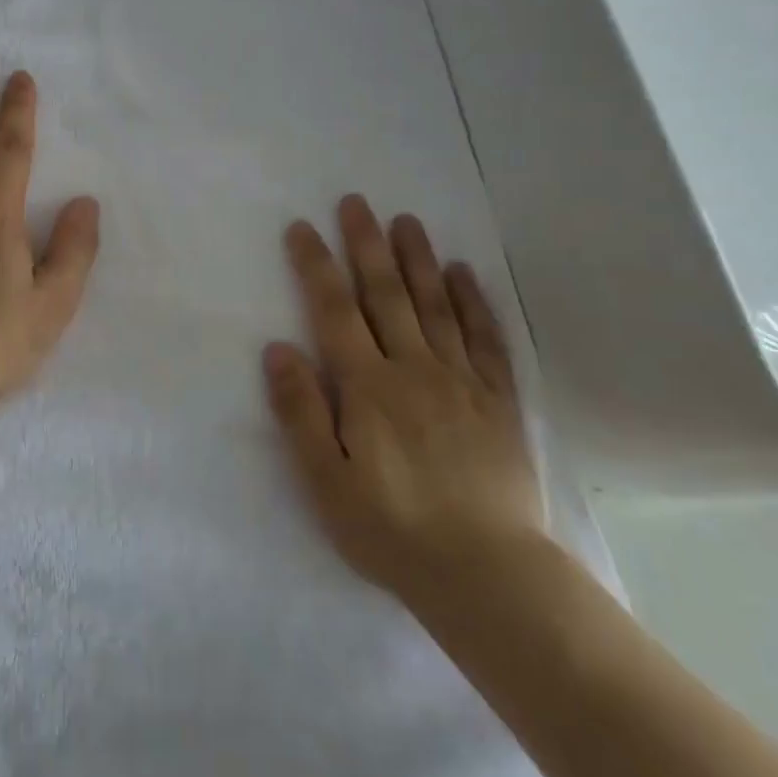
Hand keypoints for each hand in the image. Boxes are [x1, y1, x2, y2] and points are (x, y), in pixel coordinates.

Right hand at [264, 196, 545, 604]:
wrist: (485, 574)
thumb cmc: (392, 530)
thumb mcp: (325, 481)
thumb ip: (300, 412)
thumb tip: (278, 348)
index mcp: (367, 387)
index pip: (334, 310)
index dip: (316, 265)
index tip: (303, 227)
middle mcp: (413, 368)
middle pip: (386, 294)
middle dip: (367, 245)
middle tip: (357, 202)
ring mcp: (461, 380)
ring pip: (435, 305)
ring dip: (418, 259)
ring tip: (406, 220)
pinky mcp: (499, 400)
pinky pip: (485, 338)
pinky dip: (472, 301)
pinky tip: (463, 273)